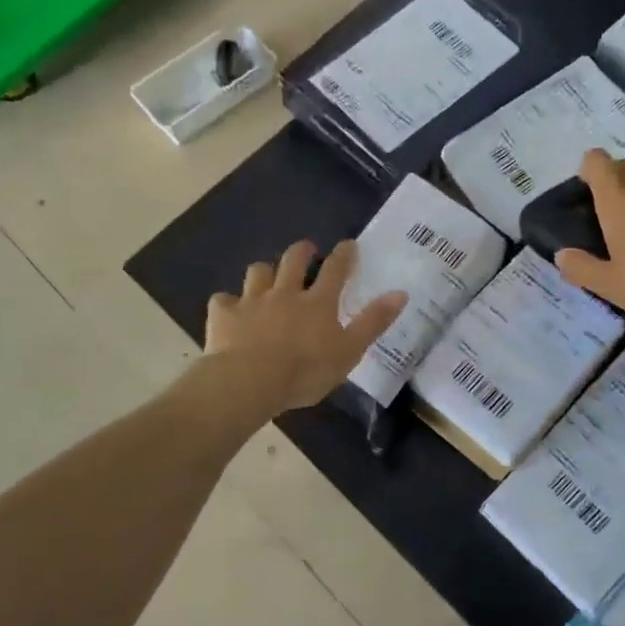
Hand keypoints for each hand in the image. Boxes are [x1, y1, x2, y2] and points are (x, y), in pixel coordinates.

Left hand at [204, 240, 405, 415]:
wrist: (250, 381)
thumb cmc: (305, 371)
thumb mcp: (349, 351)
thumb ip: (373, 322)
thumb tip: (400, 293)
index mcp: (318, 302)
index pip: (336, 269)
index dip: (344, 255)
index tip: (348, 244)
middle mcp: (285, 293)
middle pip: (293, 260)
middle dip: (302, 251)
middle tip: (306, 249)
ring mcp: (252, 301)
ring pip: (257, 272)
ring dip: (264, 272)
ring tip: (266, 277)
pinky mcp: (224, 315)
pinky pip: (223, 301)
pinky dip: (228, 304)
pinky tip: (229, 311)